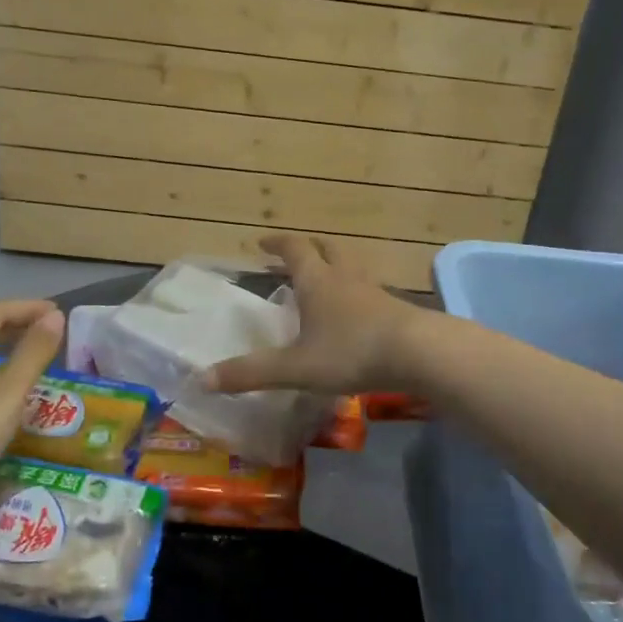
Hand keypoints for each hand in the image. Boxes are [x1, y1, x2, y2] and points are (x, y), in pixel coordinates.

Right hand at [206, 235, 429, 394]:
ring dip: (335, 268)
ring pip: (352, 268)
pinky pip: (370, 291)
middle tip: (294, 256)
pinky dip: (356, 293)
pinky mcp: (396, 309)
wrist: (420, 353)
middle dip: (309, 249)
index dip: (277, 243)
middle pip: (328, 249)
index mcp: (318, 281)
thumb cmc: (351, 351)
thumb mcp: (296, 367)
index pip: (295, 249)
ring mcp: (375, 291)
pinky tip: (355, 314)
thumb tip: (202, 379)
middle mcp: (346, 278)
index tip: (262, 242)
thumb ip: (251, 373)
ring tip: (324, 283)